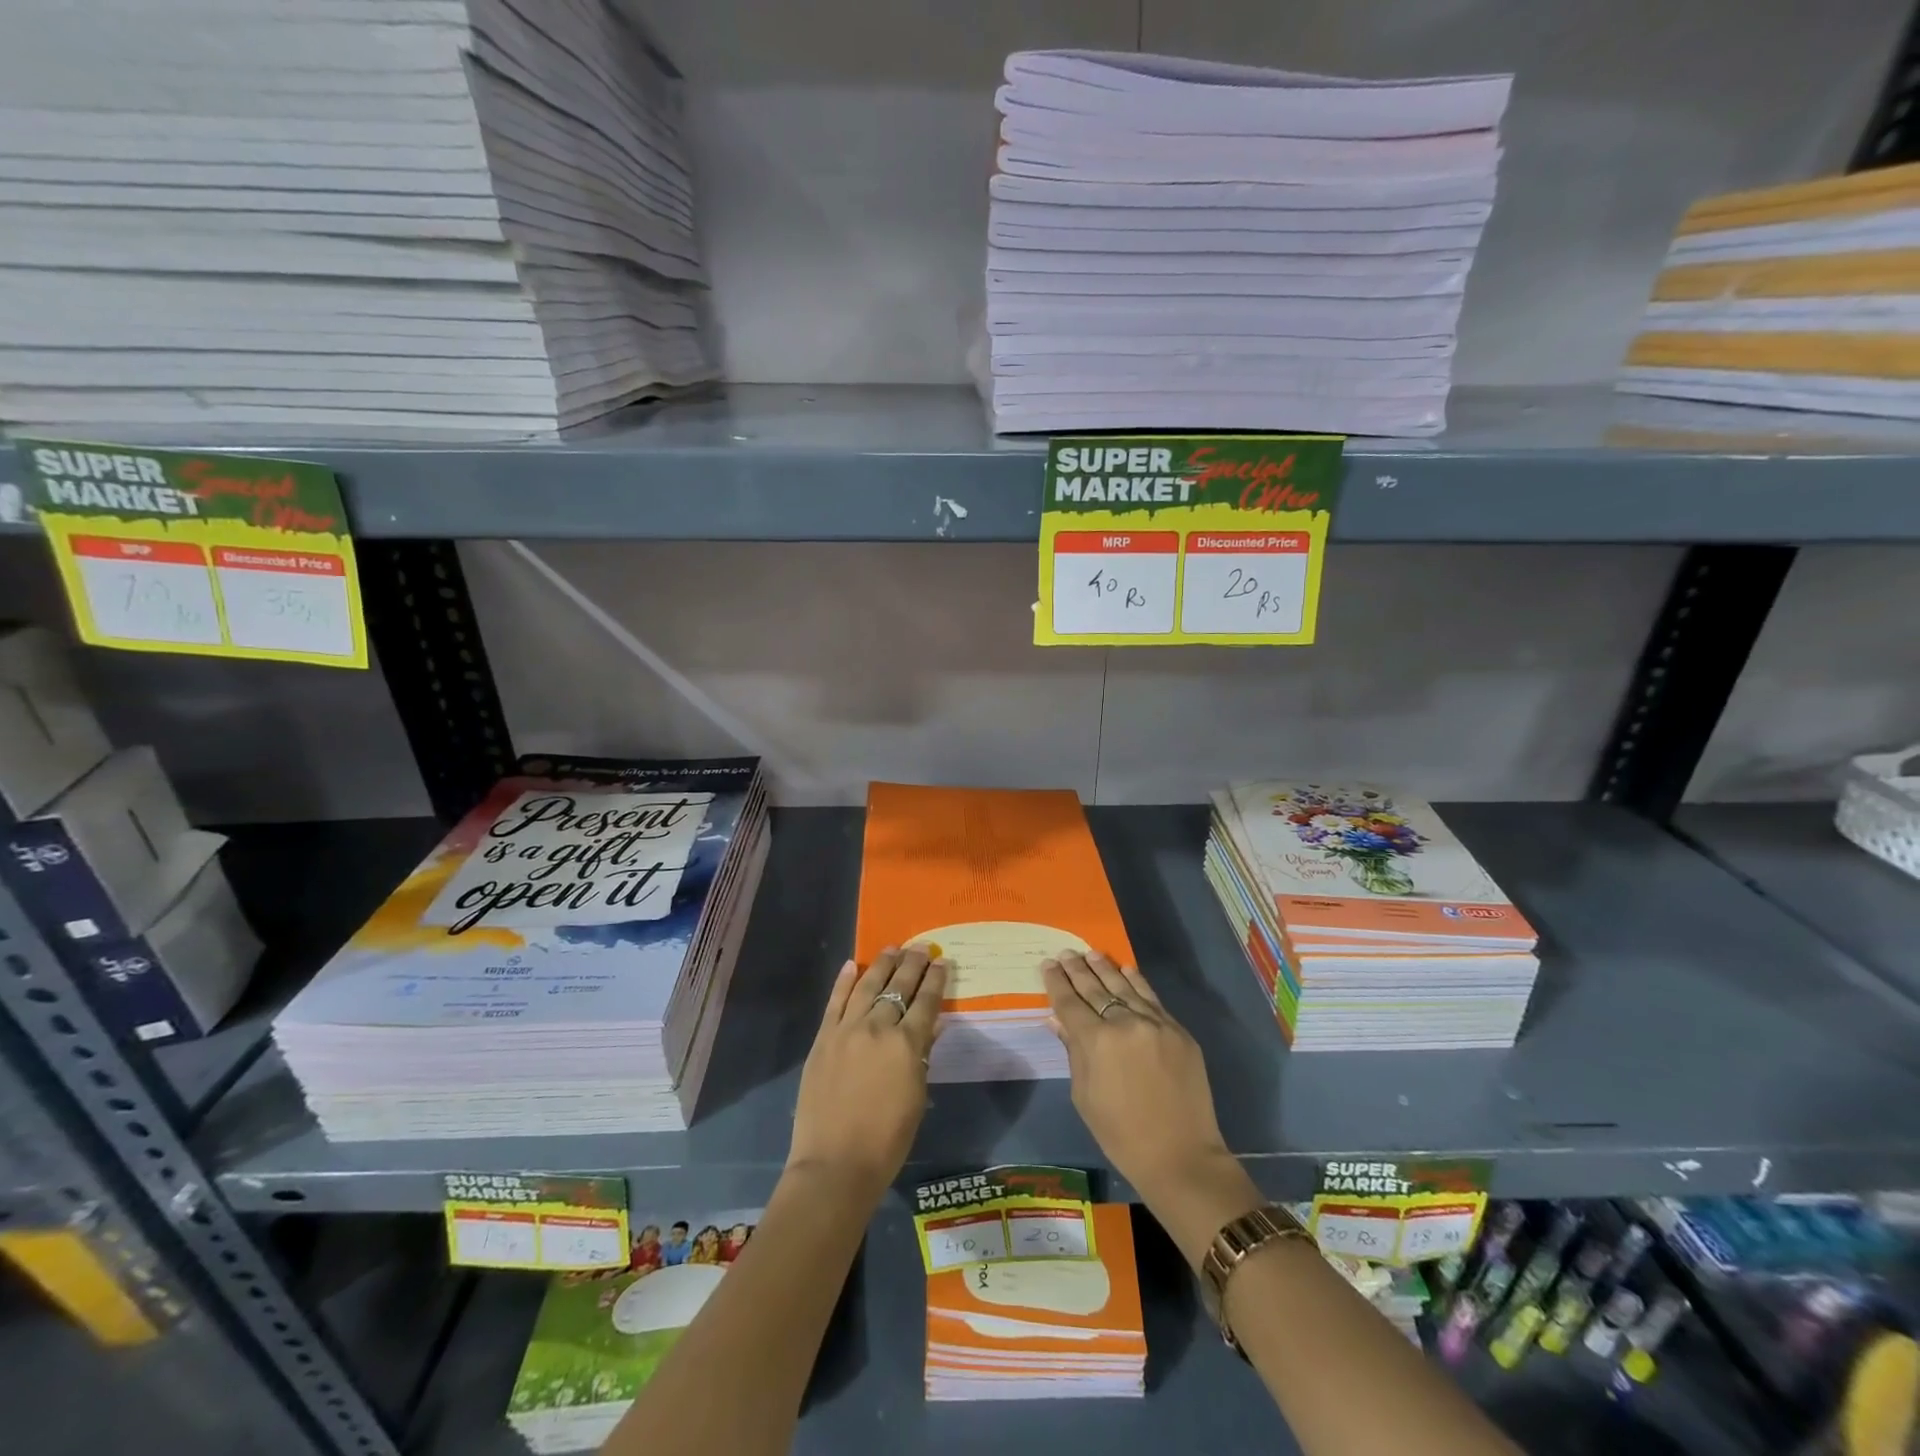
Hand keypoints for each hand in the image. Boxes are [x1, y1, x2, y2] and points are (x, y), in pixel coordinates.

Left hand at [787, 946, 946, 1203]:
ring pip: (867, 986)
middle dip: (912, 964)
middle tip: (921, 948)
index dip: (936, 980)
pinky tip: (852, 965)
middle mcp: (877, 1028)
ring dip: (881, 964)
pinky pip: (835, 1002)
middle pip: (898, 986)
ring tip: (892, 948)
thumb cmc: (887, 1141)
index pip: (926, 1002)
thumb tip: (930, 1028)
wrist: (834, 1165)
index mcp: (907, 1045)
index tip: (942, 962)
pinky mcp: (823, 1039)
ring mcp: (846, 1030)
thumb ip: (922, 1057)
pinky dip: (844, 981)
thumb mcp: (916, 1098)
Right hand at [1044, 951, 1260, 1265]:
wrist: (1180, 1156)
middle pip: (1096, 988)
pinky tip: (1126, 970)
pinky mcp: (1178, 1031)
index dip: (1057, 982)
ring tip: (1091, 954)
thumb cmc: (1121, 1134)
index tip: (1048, 965)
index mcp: (1096, 1042)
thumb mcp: (1084, 1096)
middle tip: (1066, 953)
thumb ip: (1073, 1051)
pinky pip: (1152, 999)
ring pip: (1125, 987)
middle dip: (1078, 970)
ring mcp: (1155, 1024)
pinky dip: (1137, 982)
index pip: (1070, 1002)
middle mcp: (1125, 1023)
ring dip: (1105, 969)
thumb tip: (1058, 1020)